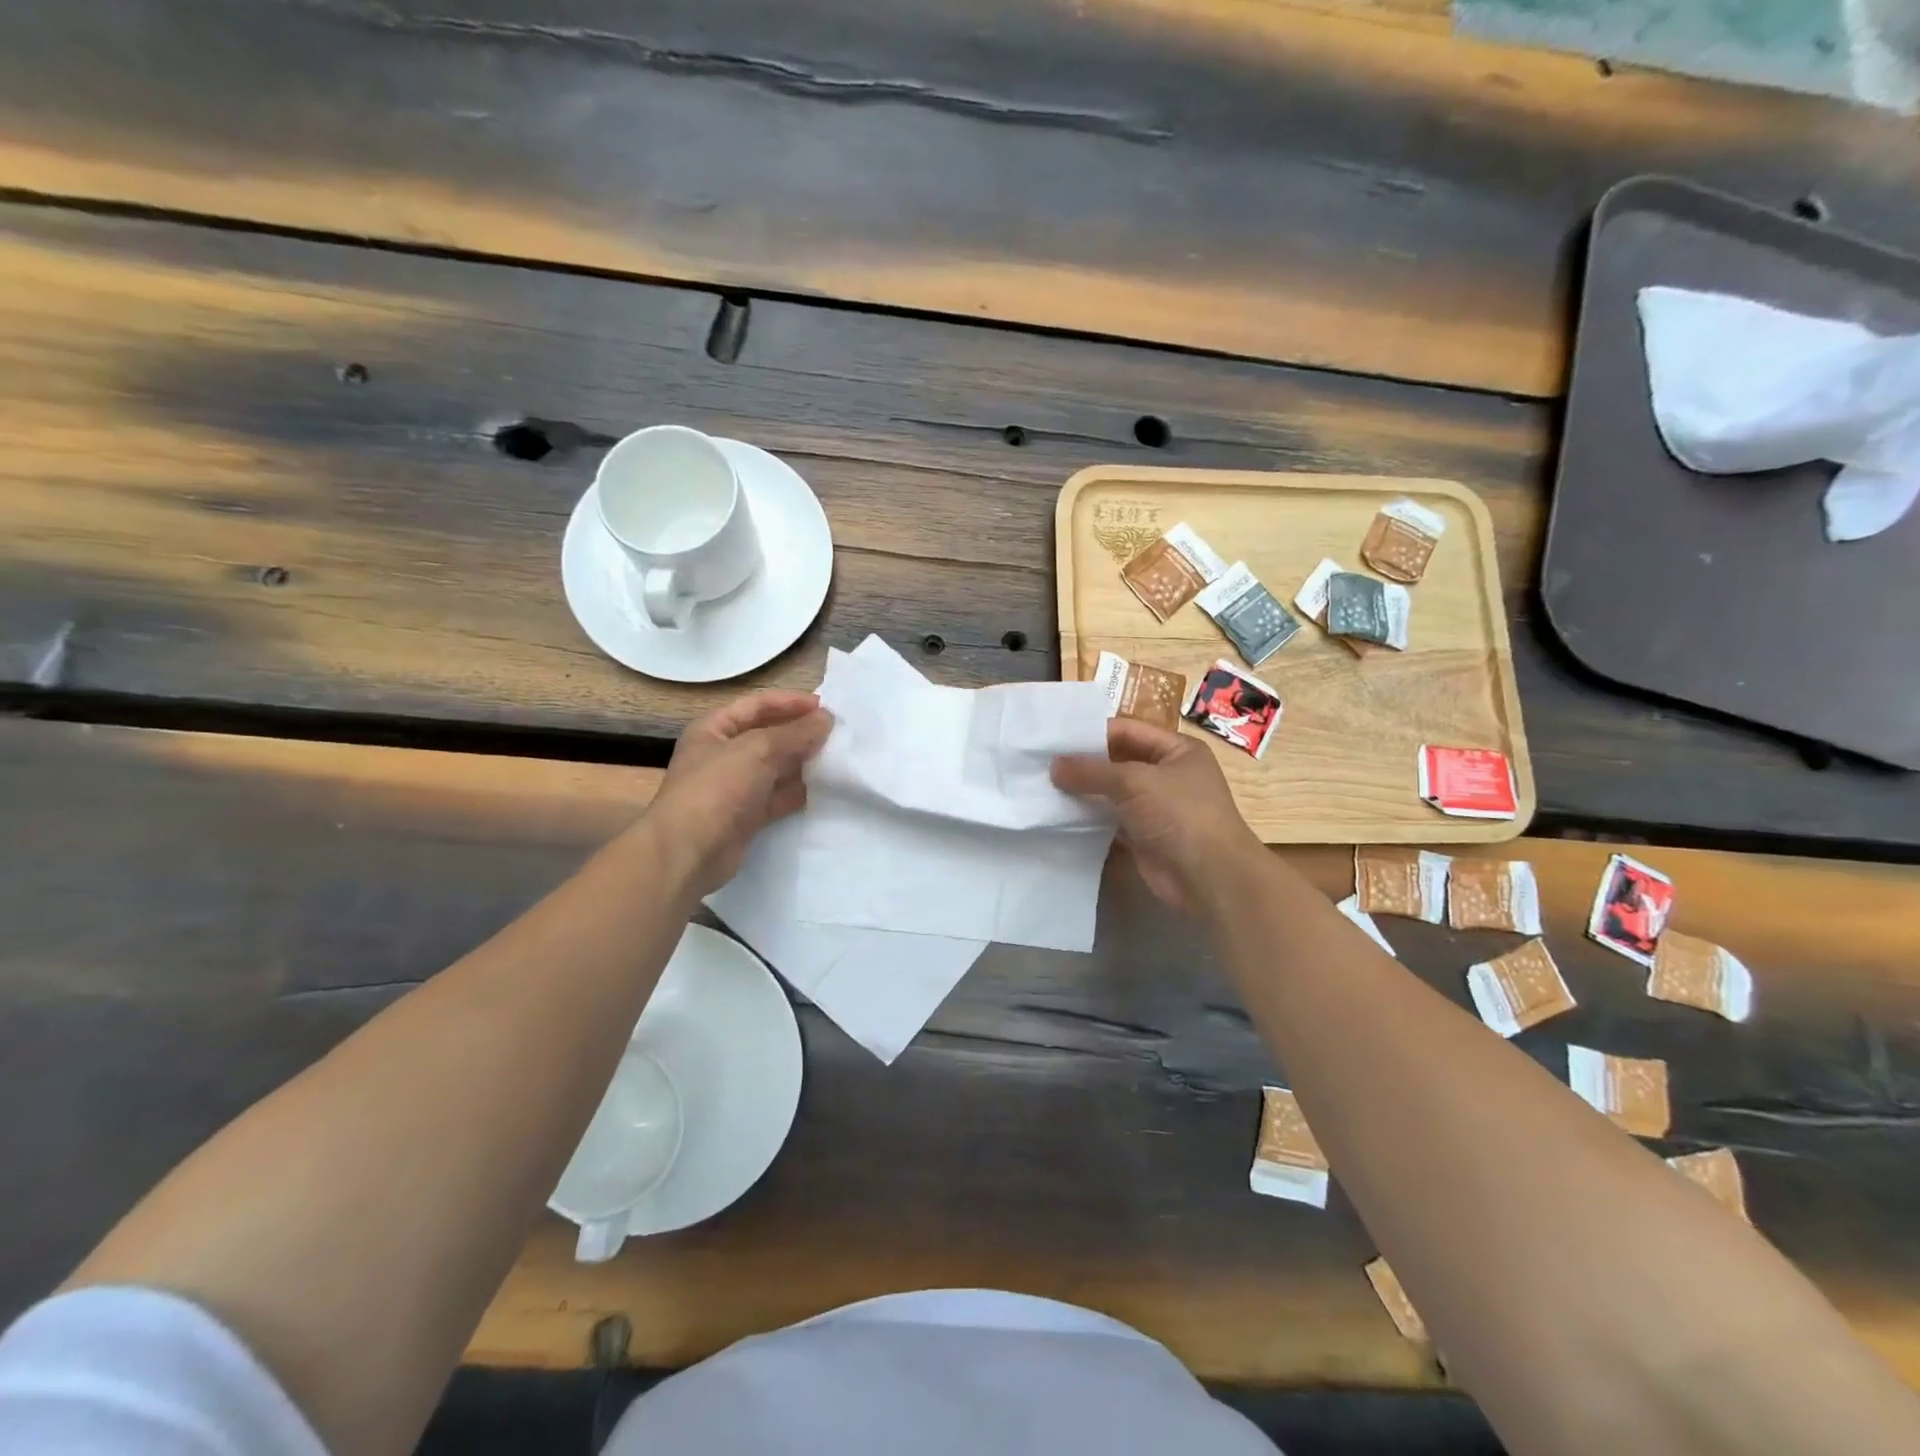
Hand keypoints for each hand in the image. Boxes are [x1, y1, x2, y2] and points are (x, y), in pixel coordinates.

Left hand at [648, 689, 833, 895]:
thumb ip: (795, 733)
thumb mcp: (757, 750)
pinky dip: (798, 791)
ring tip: (836, 757)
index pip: (756, 705)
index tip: (825, 707)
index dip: (790, 702)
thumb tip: (826, 718)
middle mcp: (722, 755)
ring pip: (775, 767)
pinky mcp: (746, 816)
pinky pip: (777, 797)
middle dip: (799, 732)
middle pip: (767, 735)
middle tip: (836, 732)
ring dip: (802, 761)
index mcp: (713, 730)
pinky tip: (824, 787)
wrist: (689, 852)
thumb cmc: (717, 788)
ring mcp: (734, 787)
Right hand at [1051, 717, 1262, 914]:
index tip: (1055, 739)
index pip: (1128, 731)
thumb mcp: (1134, 782)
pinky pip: (1111, 820)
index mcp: (1177, 750)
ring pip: (1113, 793)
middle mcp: (1168, 774)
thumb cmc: (1179, 815)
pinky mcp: (1144, 836)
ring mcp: (1157, 807)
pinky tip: (1060, 815)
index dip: (1092, 733)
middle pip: (1118, 761)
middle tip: (1043, 763)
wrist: (1208, 878)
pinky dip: (1090, 818)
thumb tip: (1054, 766)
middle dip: (1084, 763)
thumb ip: (1091, 771)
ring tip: (1043, 787)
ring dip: (1084, 792)